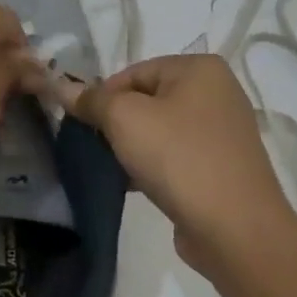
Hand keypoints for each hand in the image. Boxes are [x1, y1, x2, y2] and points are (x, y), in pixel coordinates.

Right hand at [56, 54, 296, 278]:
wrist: (234, 227)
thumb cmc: (178, 158)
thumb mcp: (125, 119)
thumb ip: (92, 100)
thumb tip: (62, 88)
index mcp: (199, 68)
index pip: (132, 72)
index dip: (102, 97)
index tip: (84, 126)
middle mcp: (217, 92)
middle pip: (146, 100)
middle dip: (116, 123)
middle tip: (96, 148)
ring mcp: (222, 131)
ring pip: (158, 130)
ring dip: (131, 147)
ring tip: (113, 169)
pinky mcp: (220, 165)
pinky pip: (174, 155)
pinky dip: (152, 165)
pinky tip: (134, 184)